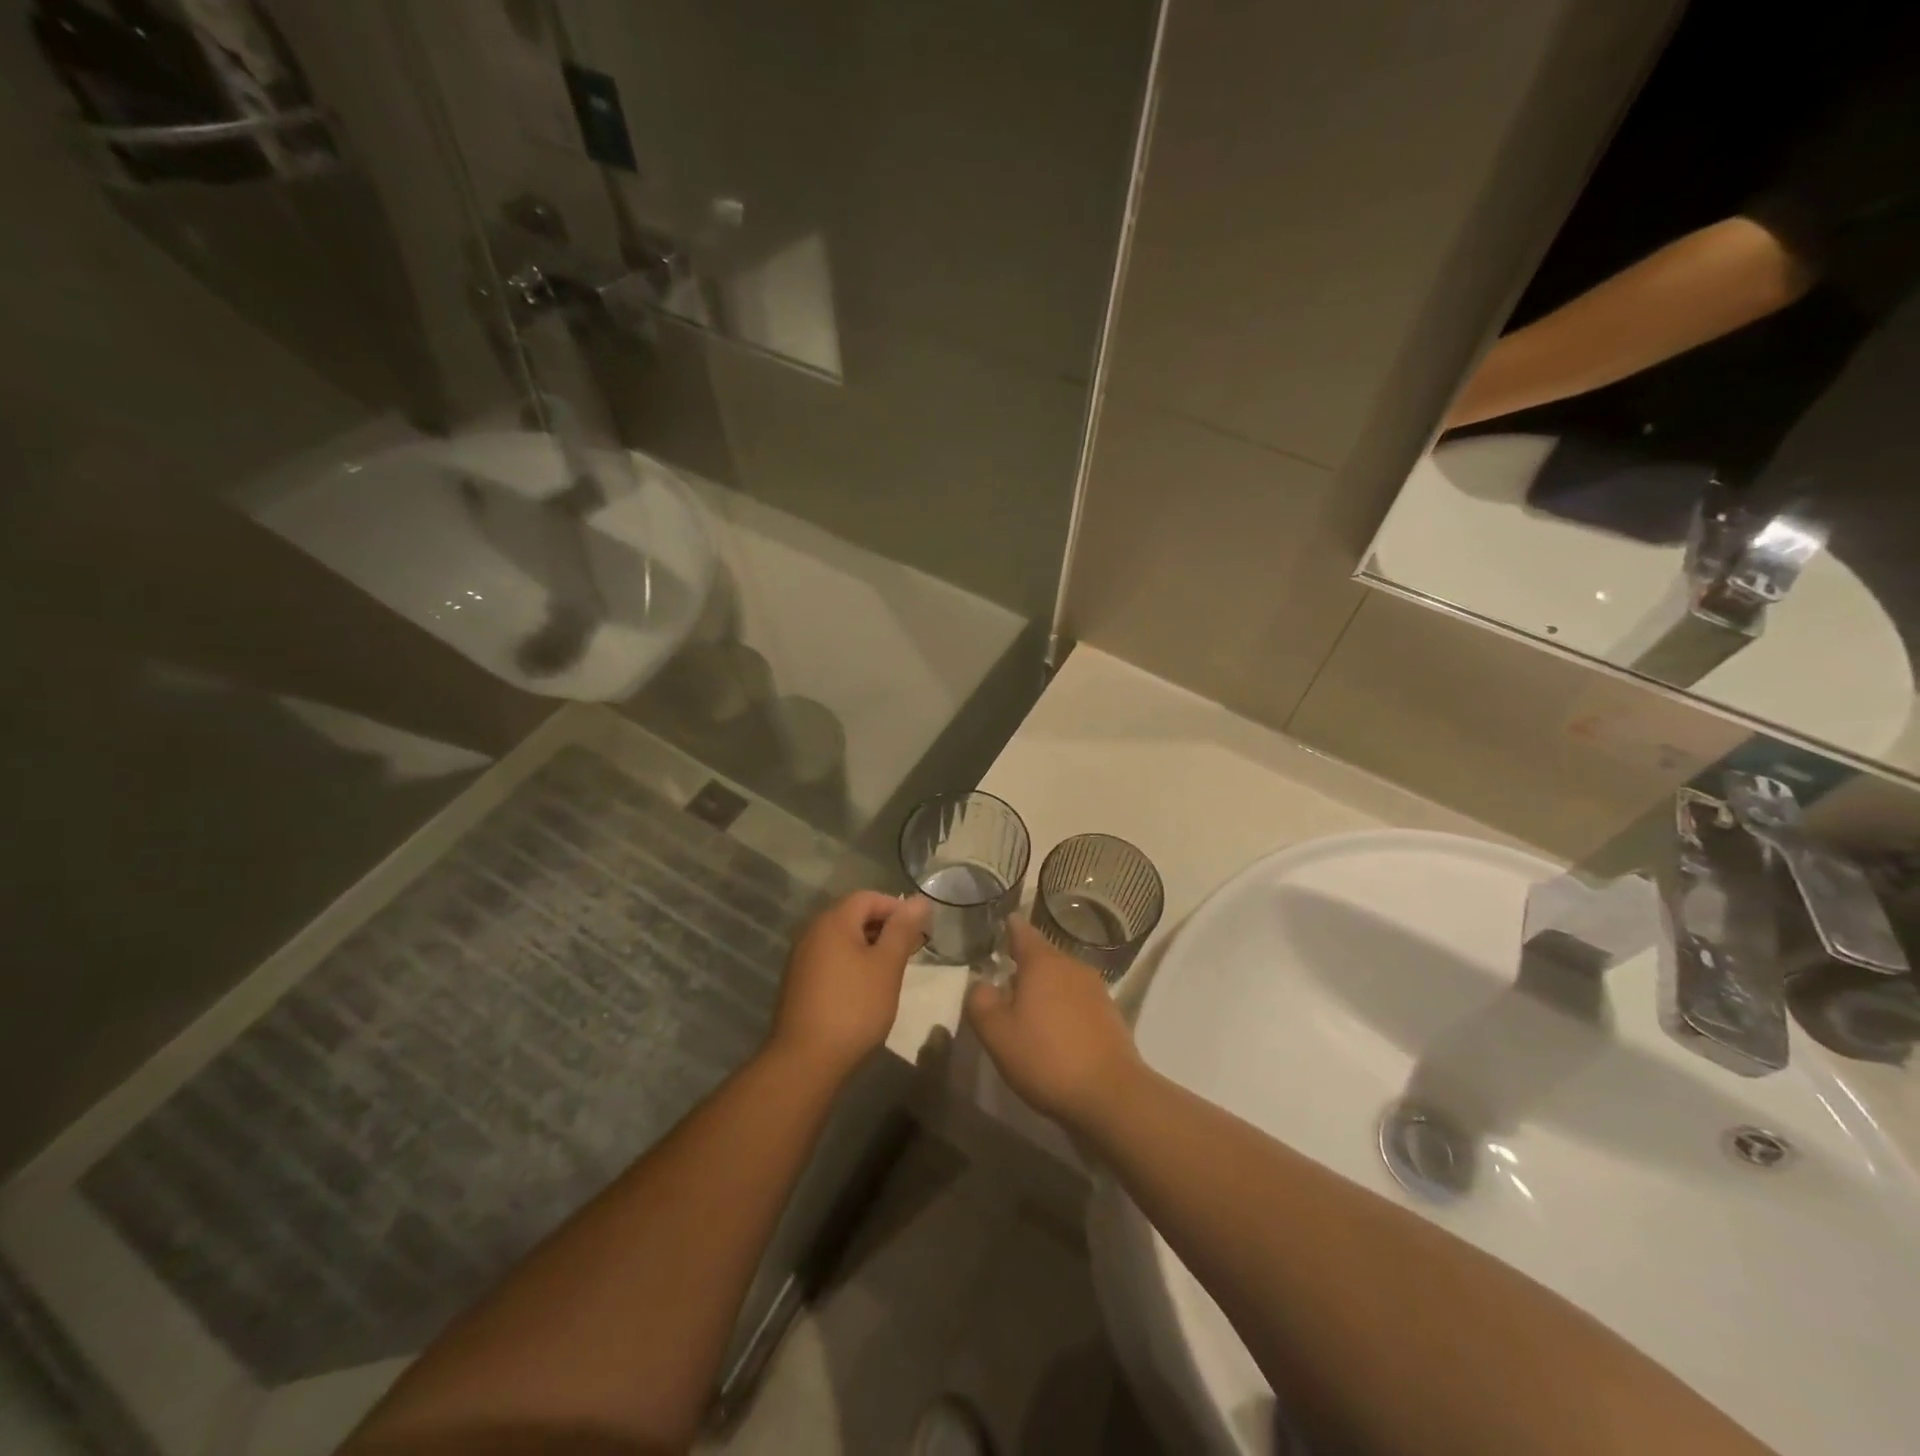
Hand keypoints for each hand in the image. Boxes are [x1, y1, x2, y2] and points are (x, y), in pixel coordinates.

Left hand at [769, 892, 929, 1081]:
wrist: (805, 1061)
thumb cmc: (854, 1007)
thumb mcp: (887, 966)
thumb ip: (903, 930)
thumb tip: (919, 900)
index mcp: (833, 921)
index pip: (868, 897)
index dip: (897, 908)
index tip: (919, 931)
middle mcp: (812, 932)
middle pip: (853, 915)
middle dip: (885, 928)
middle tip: (910, 951)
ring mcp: (801, 958)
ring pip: (842, 939)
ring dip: (869, 947)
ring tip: (892, 971)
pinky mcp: (798, 983)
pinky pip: (831, 959)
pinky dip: (852, 964)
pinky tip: (866, 989)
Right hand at [964, 916, 1143, 1130]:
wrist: (1111, 1095)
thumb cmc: (1046, 1058)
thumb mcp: (997, 1034)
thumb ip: (980, 1002)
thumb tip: (981, 984)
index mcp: (1043, 962)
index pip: (1022, 931)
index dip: (1008, 928)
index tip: (999, 927)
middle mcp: (1072, 966)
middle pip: (1043, 956)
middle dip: (1024, 966)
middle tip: (1003, 984)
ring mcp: (1096, 989)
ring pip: (1062, 979)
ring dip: (1045, 989)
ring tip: (1028, 1012)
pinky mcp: (1111, 1014)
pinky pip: (1078, 1000)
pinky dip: (1064, 1008)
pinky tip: (1056, 1033)